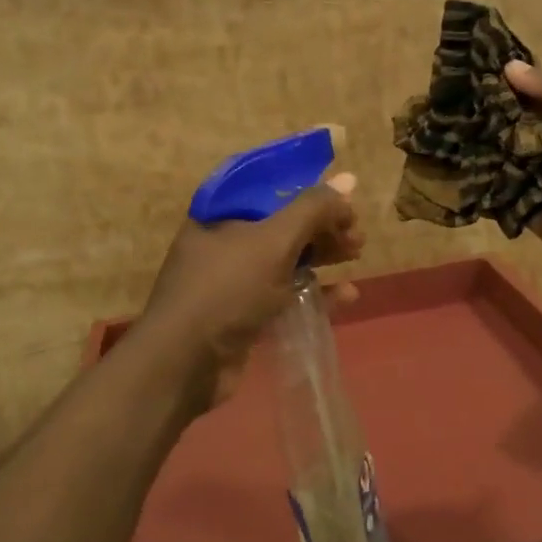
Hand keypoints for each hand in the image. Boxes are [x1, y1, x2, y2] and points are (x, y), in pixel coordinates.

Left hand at [139, 172, 364, 413]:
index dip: (310, 191)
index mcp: (221, 212)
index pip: (272, 188)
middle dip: (322, 226)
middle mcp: (224, 240)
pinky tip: (346, 296)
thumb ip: (312, 209)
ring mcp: (233, 279)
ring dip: (322, 256)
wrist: (184, 363)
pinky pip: (284, 294)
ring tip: (356, 256)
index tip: (345, 200)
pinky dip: (314, 292)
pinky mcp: (243, 314)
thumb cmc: (227, 289)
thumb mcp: (273, 242)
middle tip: (357, 236)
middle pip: (282, 224)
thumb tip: (347, 179)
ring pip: (286, 259)